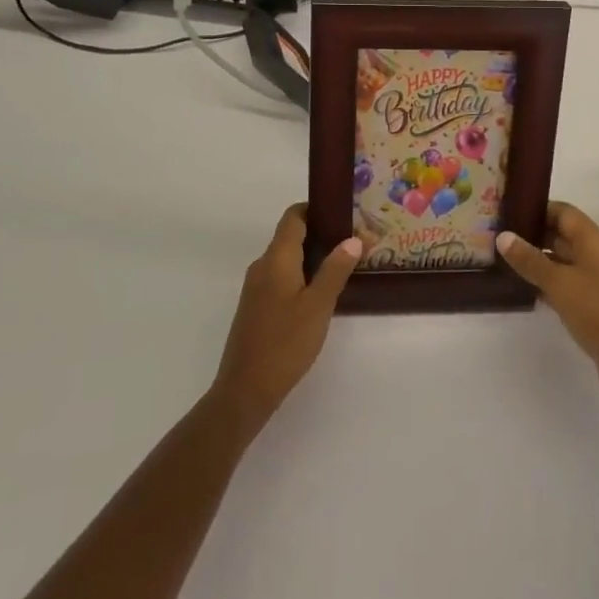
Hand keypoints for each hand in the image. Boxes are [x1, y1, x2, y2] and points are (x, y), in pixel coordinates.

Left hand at [211, 204, 360, 435]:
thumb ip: (335, 270)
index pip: (293, 217)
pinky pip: (280, 278)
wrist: (245, 389)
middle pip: (290, 236)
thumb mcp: (318, 306)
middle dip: (319, 235)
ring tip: (342, 266)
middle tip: (352, 242)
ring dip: (311, 257)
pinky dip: (300, 276)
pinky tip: (320, 294)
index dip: (315, 209)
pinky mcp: (256, 307)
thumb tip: (352, 239)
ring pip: (286, 259)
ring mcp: (256, 287)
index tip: (341, 213)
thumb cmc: (285, 343)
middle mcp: (262, 266)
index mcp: (276, 258)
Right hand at [498, 202, 598, 410]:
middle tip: (502, 236)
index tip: (510, 212)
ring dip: (540, 259)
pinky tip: (528, 288)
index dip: (538, 209)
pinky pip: (569, 282)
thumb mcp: (559, 283)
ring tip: (508, 259)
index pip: (564, 212)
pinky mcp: (597, 304)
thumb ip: (530, 259)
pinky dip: (550, 281)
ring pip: (565, 260)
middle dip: (535, 234)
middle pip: (564, 234)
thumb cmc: (598, 313)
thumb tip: (503, 236)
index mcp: (595, 242)